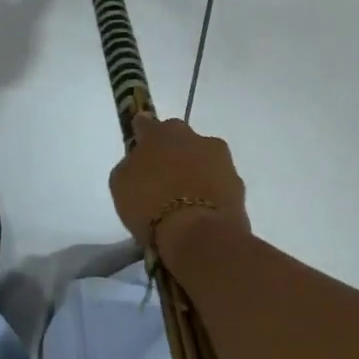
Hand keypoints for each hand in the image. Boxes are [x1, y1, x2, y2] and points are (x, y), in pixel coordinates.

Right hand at [109, 115, 248, 257]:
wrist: (200, 235)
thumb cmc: (151, 205)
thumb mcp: (120, 184)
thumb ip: (131, 165)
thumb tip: (140, 164)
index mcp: (159, 132)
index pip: (145, 123)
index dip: (141, 136)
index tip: (138, 151)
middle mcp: (192, 136)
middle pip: (178, 138)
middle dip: (171, 153)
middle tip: (161, 179)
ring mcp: (220, 158)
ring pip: (202, 159)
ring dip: (194, 171)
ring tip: (183, 201)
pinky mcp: (238, 183)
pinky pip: (218, 182)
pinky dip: (210, 192)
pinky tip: (201, 213)